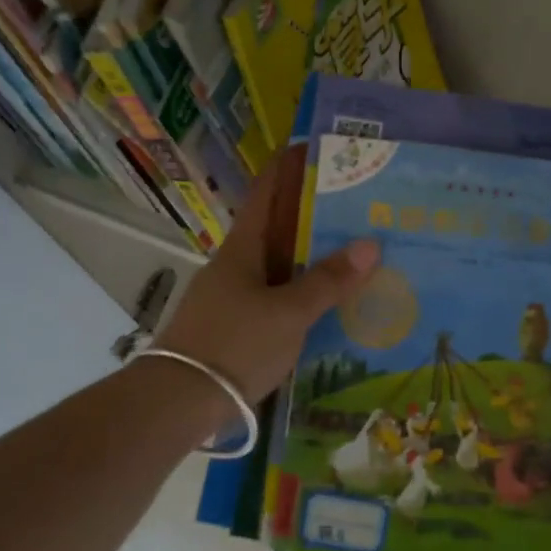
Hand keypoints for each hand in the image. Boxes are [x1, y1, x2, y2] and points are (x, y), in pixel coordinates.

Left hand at [156, 152, 379, 403]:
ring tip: (353, 254)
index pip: (267, 192)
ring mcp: (232, 296)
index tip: (319, 150)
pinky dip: (301, 292)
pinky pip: (275, 297)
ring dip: (310, 258)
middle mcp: (235, 264)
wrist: (179, 400)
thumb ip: (328, 281)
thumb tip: (370, 244)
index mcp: (243, 247)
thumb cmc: (236, 343)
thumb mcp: (289, 312)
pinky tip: (327, 304)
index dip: (290, 168)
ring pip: (278, 265)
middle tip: (358, 209)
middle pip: (277, 228)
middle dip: (314, 216)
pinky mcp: (234, 325)